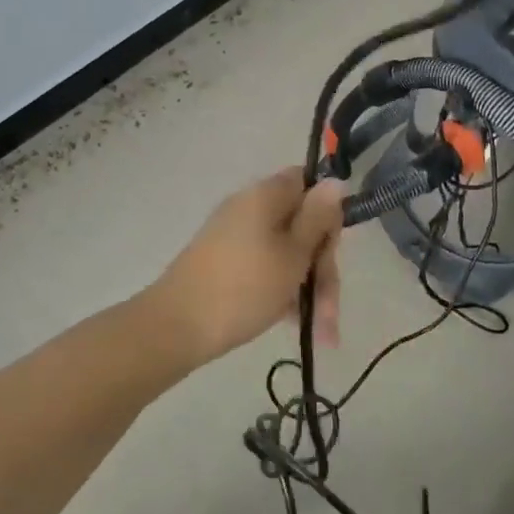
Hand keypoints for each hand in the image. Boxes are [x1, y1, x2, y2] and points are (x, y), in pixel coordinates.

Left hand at [146, 170, 346, 368]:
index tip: (332, 250)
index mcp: (265, 195)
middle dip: (321, 268)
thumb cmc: (245, 287)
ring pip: (286, 254)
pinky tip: (294, 324)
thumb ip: (318, 218)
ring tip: (320, 333)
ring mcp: (234, 237)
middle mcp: (249, 208)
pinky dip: (282, 292)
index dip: (327, 213)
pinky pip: (265, 269)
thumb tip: (335, 180)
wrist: (178, 326)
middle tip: (329, 310)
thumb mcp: (294, 255)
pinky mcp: (225, 263)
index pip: (307, 183)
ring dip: (307, 289)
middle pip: (301, 226)